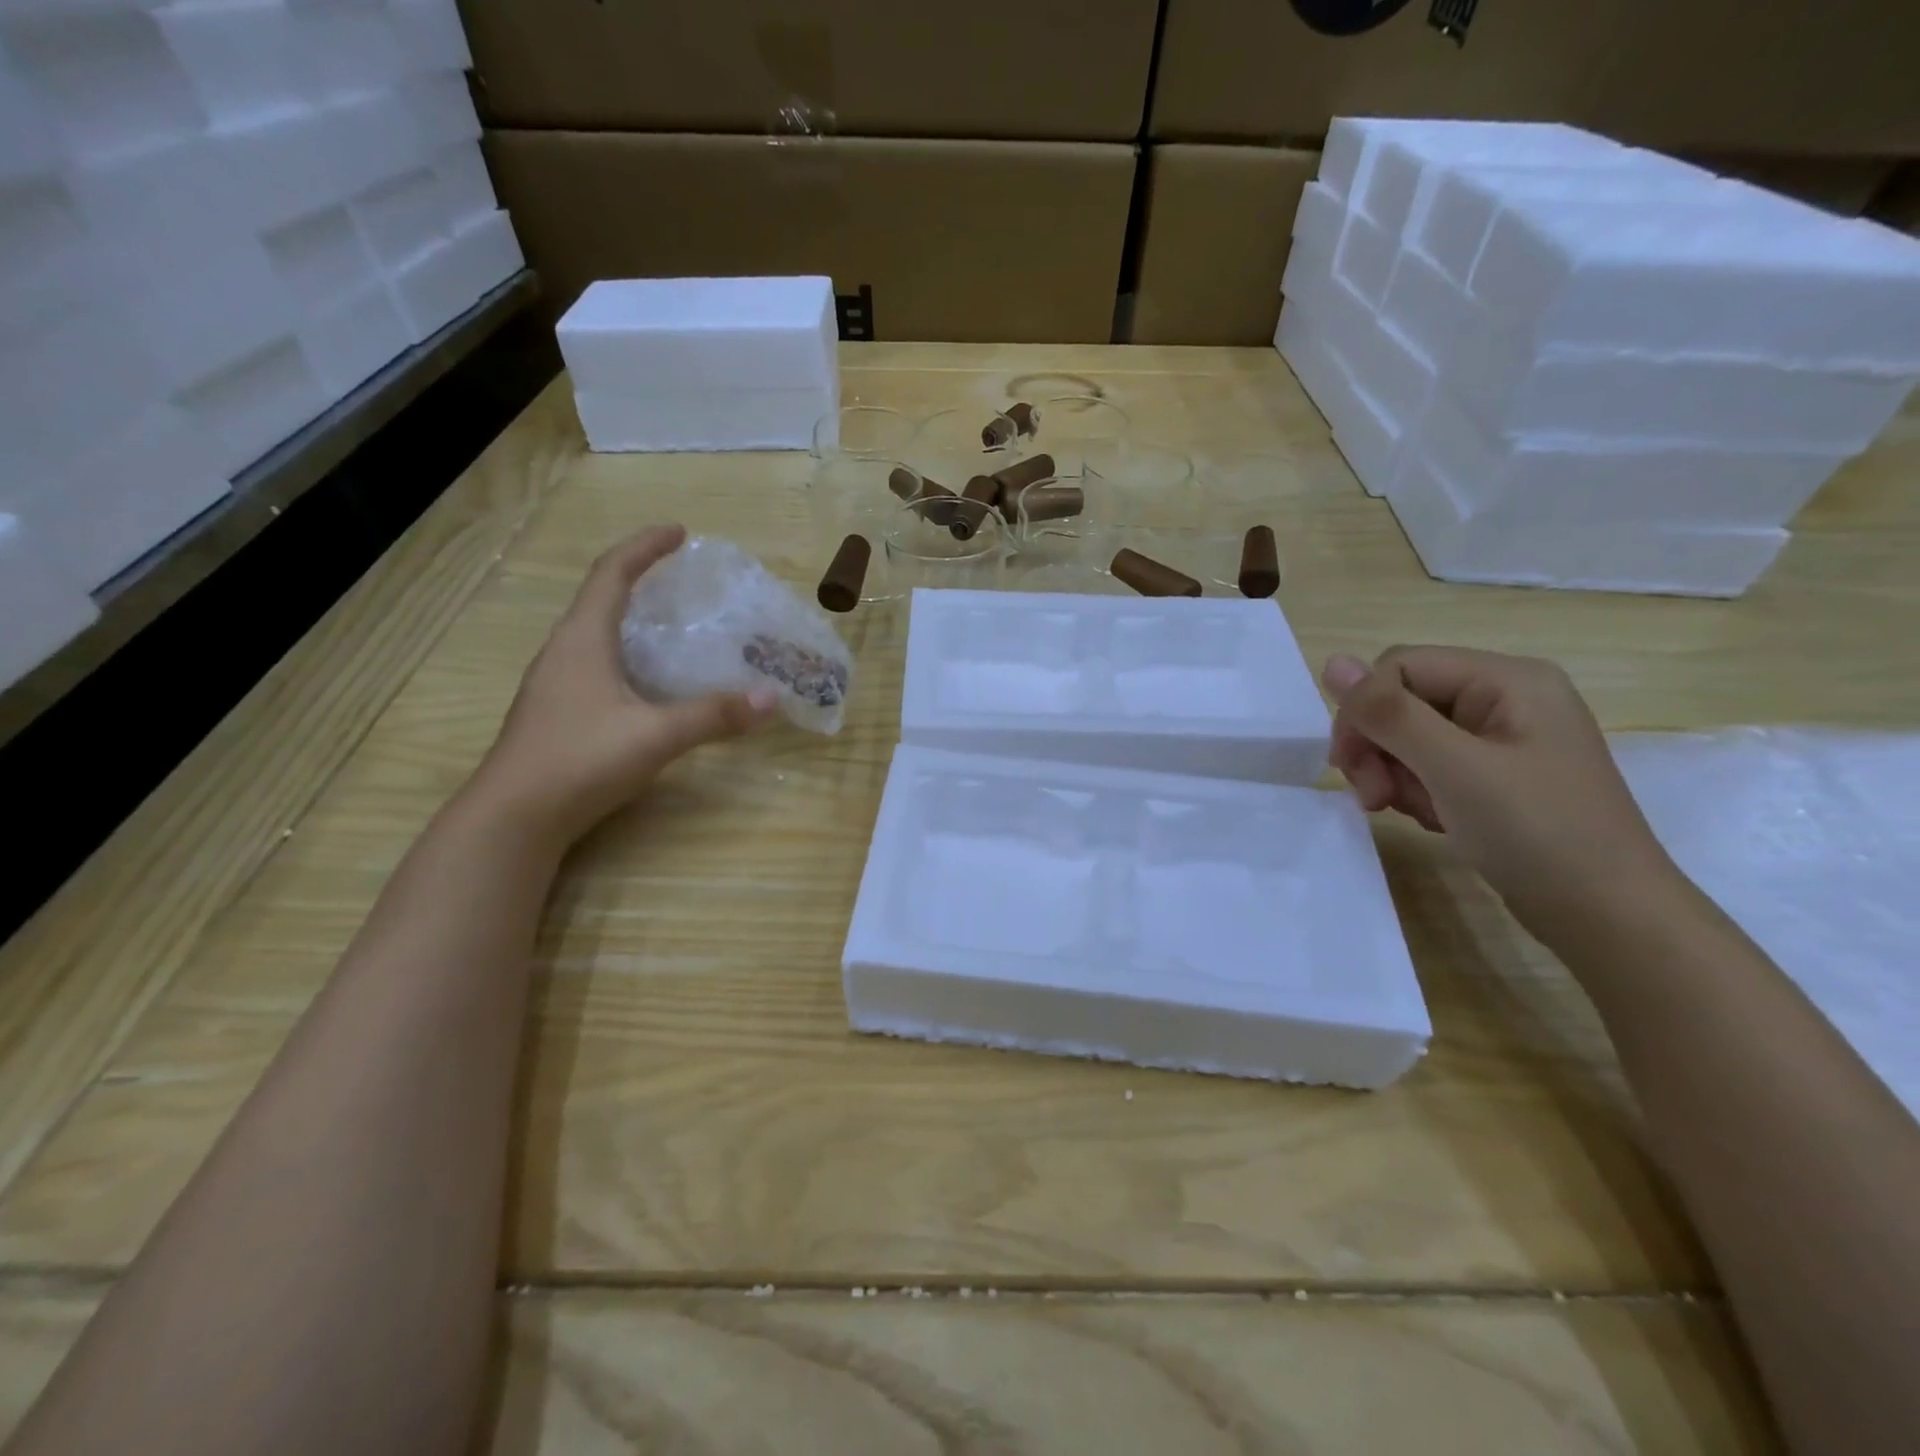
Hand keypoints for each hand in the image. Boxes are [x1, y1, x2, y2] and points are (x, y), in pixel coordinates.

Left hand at [472, 525, 777, 845]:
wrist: (514, 818)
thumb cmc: (579, 760)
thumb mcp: (654, 735)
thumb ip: (713, 715)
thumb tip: (771, 698)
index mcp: (582, 640)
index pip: (612, 574)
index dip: (644, 547)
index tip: (678, 531)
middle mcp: (564, 652)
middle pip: (601, 598)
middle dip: (640, 579)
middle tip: (682, 579)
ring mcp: (556, 684)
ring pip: (597, 634)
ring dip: (632, 619)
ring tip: (672, 625)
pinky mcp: (558, 712)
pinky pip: (596, 664)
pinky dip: (627, 655)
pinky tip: (649, 682)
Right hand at [1322, 647, 1682, 935]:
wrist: (1608, 916)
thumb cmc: (1536, 832)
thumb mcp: (1453, 768)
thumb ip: (1390, 714)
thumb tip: (1331, 662)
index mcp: (1507, 679)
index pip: (1399, 667)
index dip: (1363, 711)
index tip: (1348, 766)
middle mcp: (1505, 696)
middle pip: (1403, 700)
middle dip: (1377, 747)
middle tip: (1374, 798)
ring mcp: (1502, 736)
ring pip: (1409, 735)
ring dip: (1392, 773)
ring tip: (1407, 812)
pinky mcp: (1496, 773)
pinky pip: (1431, 763)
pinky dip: (1416, 789)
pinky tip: (1432, 818)